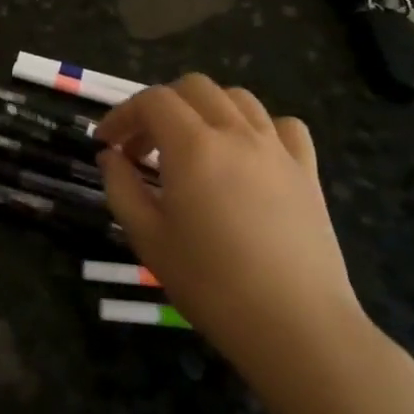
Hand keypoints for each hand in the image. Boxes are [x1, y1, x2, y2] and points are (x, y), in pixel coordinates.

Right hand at [96, 77, 372, 400]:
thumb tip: (110, 157)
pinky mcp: (307, 171)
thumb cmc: (210, 283)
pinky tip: (247, 155)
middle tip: (143, 147)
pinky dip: (257, 127)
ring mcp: (277, 149)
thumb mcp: (147, 238)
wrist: (295, 325)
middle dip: (160, 106)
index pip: (152, 101)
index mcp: (193, 146)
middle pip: (194, 88)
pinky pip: (283, 126)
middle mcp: (236, 134)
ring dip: (205, 110)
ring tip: (192, 146)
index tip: (105, 142)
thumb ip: (121, 188)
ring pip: (238, 99)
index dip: (122, 113)